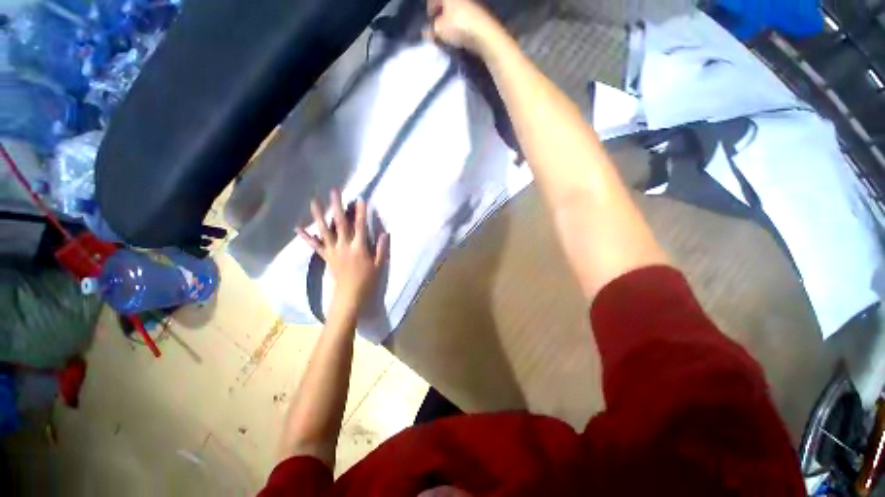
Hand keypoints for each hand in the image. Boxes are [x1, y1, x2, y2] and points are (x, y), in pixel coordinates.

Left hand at [297, 190, 388, 309]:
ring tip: (313, 201)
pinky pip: (315, 245)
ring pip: (324, 230)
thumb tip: (385, 233)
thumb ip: (382, 249)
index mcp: (359, 248)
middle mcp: (344, 246)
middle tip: (334, 191)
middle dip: (337, 206)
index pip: (360, 226)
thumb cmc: (367, 281)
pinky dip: (306, 236)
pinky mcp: (326, 256)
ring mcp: (333, 251)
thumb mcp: (380, 265)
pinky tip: (298, 227)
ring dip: (318, 215)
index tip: (360, 198)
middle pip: (340, 223)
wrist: (350, 296)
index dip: (361, 212)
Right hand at [425, 0, 503, 53]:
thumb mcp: (439, 30)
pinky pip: (465, 19)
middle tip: (437, 29)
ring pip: (456, 12)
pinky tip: (459, 36)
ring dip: (450, 22)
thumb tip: (426, 33)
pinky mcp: (480, 15)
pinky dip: (460, 26)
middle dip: (440, 16)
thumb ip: (430, 30)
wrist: (485, 33)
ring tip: (448, 36)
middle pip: (446, 4)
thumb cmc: (458, 26)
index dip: (430, 8)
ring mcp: (472, 4)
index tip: (429, 20)